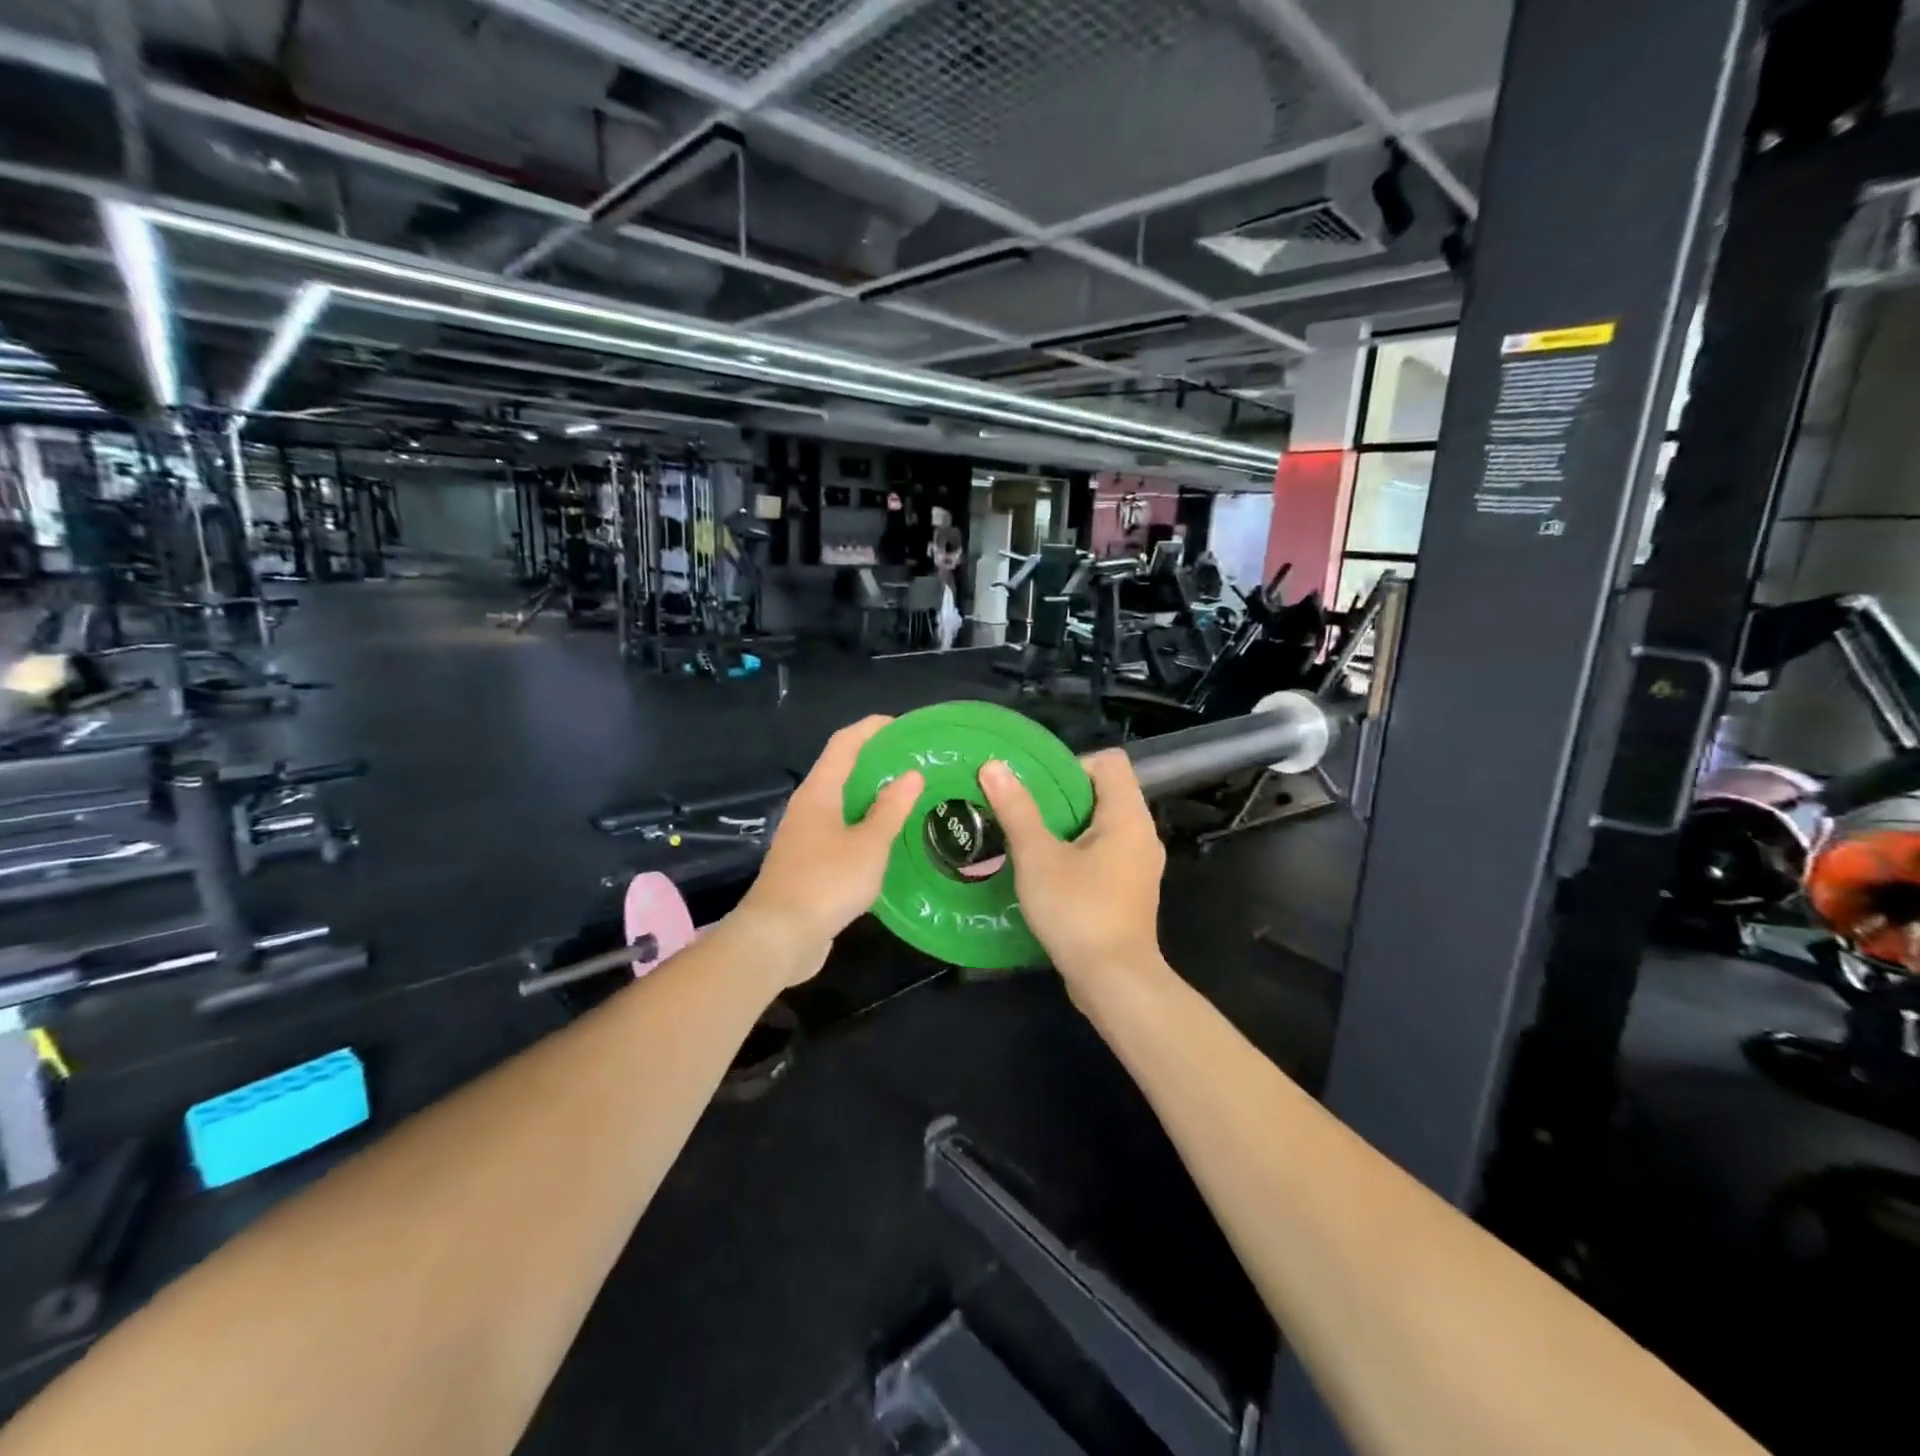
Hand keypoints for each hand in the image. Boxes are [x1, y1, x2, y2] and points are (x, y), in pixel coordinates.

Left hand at [733, 716, 921, 983]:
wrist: (778, 937)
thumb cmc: (826, 882)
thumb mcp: (869, 845)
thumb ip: (890, 809)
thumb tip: (911, 775)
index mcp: (819, 793)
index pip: (844, 744)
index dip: (871, 728)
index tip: (902, 724)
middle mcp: (807, 807)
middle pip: (840, 770)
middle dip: (874, 761)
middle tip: (913, 762)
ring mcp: (804, 836)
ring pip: (840, 803)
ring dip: (870, 795)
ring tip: (906, 796)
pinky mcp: (806, 863)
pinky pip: (839, 830)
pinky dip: (863, 824)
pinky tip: (886, 838)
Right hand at [978, 750, 1164, 987]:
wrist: (1114, 981)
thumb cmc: (1078, 911)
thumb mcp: (1038, 857)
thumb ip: (1017, 810)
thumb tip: (993, 766)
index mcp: (1127, 816)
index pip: (1109, 762)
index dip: (1072, 765)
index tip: (1038, 790)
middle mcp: (1142, 834)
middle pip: (1104, 793)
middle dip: (1061, 798)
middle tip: (1023, 814)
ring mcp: (1140, 865)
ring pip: (1102, 827)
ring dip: (1067, 828)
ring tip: (1029, 842)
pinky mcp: (1131, 891)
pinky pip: (1105, 855)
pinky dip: (1078, 855)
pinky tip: (1048, 875)